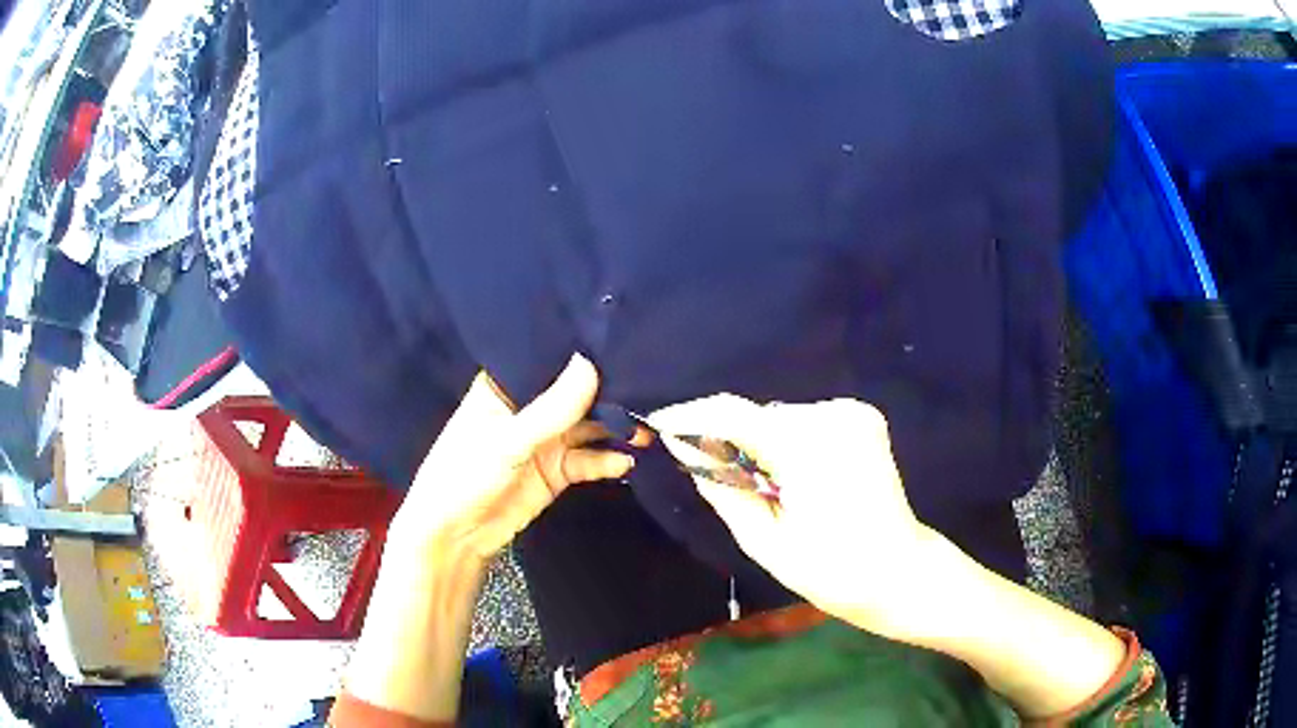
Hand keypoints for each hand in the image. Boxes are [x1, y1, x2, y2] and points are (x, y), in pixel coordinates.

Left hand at [347, 354, 639, 721]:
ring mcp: (545, 441)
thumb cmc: (465, 475)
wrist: (456, 537)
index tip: (620, 337)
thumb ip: (551, 408)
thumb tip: (591, 363)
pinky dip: (607, 461)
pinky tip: (627, 462)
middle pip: (575, 393)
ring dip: (614, 428)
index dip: (580, 351)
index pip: (547, 360)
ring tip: (647, 428)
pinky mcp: (557, 471)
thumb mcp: (507, 441)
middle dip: (608, 392)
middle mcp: (528, 408)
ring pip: (588, 427)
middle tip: (649, 386)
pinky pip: (589, 460)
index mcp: (505, 387)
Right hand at [649, 394, 949, 636]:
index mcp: (810, 449)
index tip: (658, 425)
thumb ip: (722, 487)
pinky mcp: (863, 418)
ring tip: (767, 488)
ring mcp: (854, 413)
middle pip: (759, 417)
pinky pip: (806, 423)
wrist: (898, 572)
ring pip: (782, 419)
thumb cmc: (830, 570)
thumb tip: (684, 447)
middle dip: (730, 441)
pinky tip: (798, 478)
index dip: (690, 416)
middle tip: (714, 477)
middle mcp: (834, 416)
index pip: (734, 413)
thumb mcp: (763, 540)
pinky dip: (790, 444)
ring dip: (763, 445)